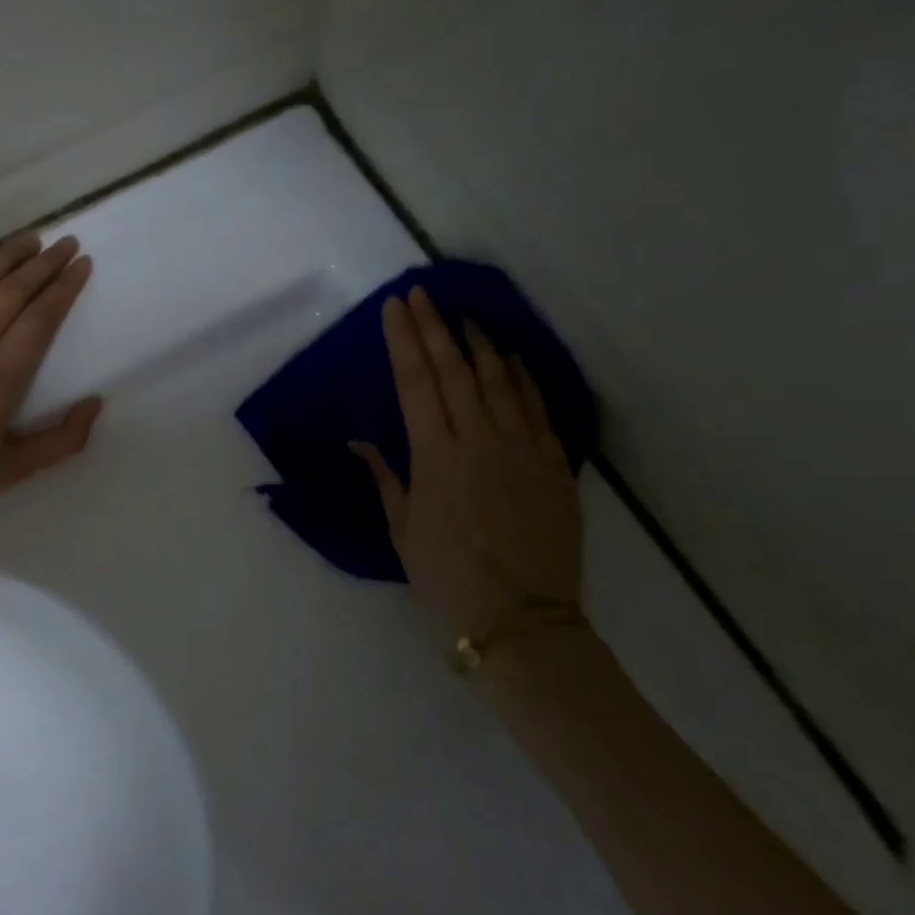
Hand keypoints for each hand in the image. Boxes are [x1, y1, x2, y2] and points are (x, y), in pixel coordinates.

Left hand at [0, 233, 102, 523]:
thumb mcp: (18, 469)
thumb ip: (65, 439)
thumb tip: (95, 403)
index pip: (38, 318)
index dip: (63, 287)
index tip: (81, 264)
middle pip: (10, 292)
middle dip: (43, 264)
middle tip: (66, 243)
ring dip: (5, 257)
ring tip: (30, 241)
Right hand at [353, 287, 583, 645]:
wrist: (521, 622)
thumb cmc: (445, 580)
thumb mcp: (402, 531)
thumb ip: (385, 478)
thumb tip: (360, 442)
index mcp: (435, 457)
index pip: (414, 383)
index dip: (403, 340)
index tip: (395, 307)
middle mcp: (478, 440)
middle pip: (454, 370)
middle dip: (434, 327)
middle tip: (422, 293)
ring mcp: (522, 449)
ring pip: (499, 379)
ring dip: (479, 343)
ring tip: (464, 316)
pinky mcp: (554, 465)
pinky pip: (538, 408)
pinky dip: (523, 377)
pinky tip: (512, 357)